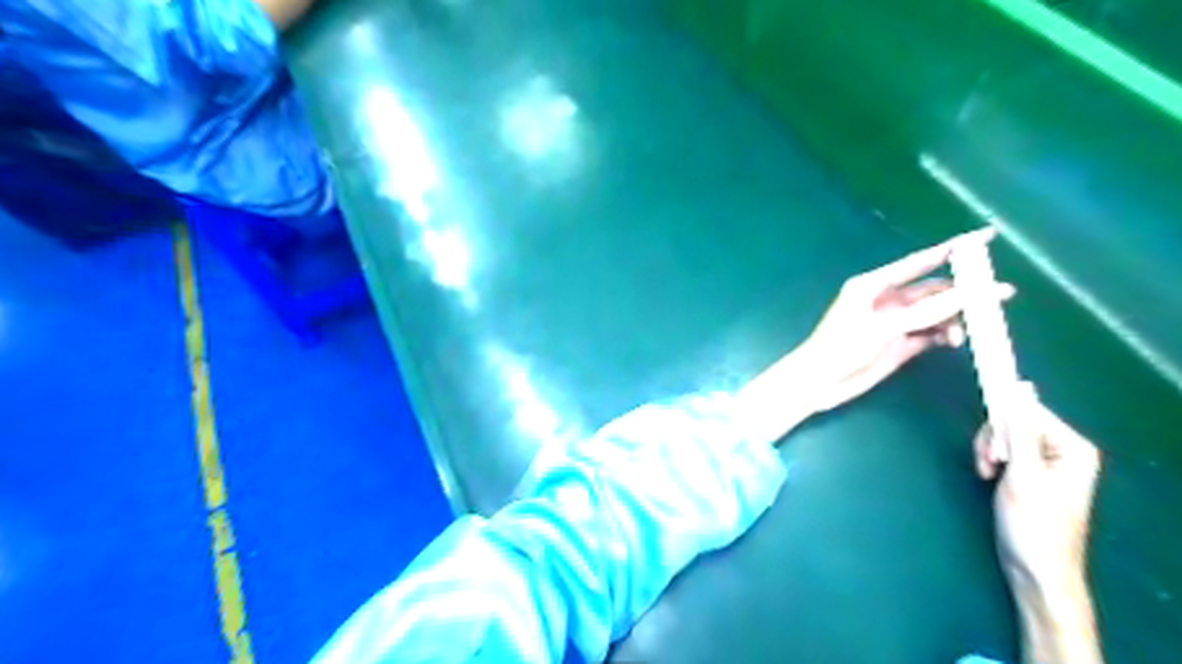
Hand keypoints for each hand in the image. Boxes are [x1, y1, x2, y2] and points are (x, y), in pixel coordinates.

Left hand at [799, 231, 1011, 411]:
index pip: (919, 261)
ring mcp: (895, 322)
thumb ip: (924, 312)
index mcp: (874, 284)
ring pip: (937, 312)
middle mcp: (888, 299)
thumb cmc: (842, 347)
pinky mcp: (901, 343)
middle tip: (998, 297)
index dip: (951, 249)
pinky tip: (953, 342)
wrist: (821, 382)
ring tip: (962, 334)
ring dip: (955, 319)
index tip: (984, 237)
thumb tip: (966, 294)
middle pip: (934, 288)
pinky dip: (946, 334)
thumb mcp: (882, 327)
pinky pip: (932, 333)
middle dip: (964, 291)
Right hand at [976, 385, 1103, 663]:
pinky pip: (1004, 449)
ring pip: (1004, 435)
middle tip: (989, 465)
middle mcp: (1063, 449)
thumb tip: (1019, 387)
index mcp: (1071, 446)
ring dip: (988, 450)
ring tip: (986, 473)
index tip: (990, 451)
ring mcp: (1047, 461)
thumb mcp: (1023, 474)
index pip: (1027, 412)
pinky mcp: (1031, 472)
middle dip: (993, 441)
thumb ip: (1019, 429)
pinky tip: (988, 475)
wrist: (1034, 569)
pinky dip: (990, 459)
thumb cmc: (1033, 524)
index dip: (1001, 425)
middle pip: (1014, 422)